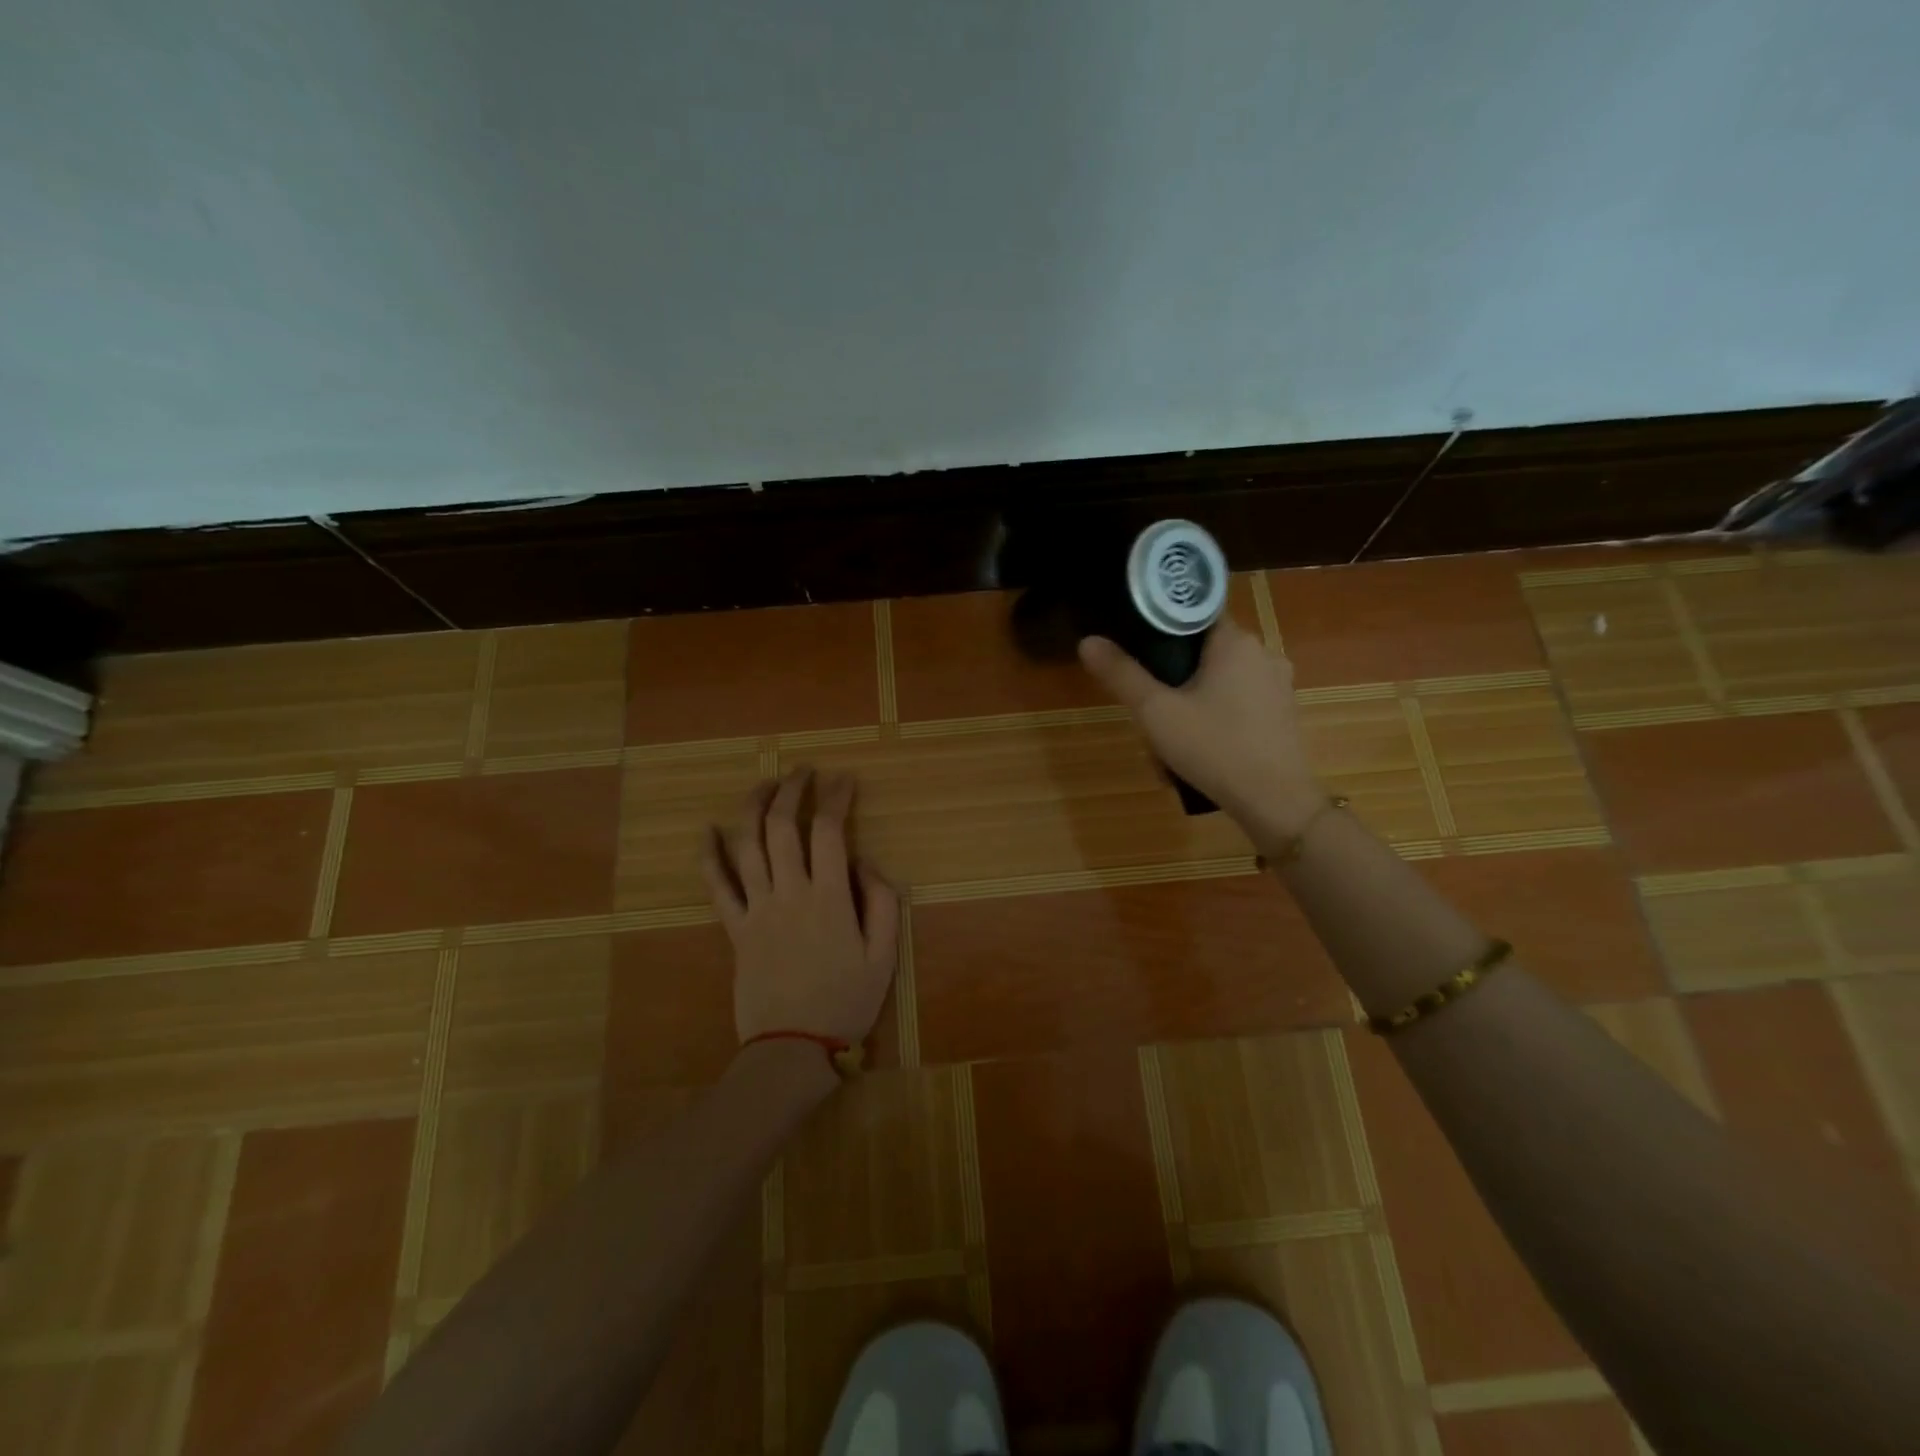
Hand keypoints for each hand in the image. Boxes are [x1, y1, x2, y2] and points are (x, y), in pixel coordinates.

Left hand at [701, 767, 901, 1047]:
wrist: (792, 1049)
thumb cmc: (845, 1002)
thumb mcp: (884, 956)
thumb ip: (882, 902)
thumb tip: (864, 861)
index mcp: (829, 898)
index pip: (829, 831)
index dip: (837, 798)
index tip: (845, 779)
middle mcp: (789, 893)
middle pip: (782, 826)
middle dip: (792, 789)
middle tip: (803, 771)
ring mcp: (756, 909)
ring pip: (747, 845)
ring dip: (753, 807)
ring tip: (764, 784)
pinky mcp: (734, 928)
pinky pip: (716, 886)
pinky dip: (709, 855)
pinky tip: (706, 830)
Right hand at [1079, 619, 1324, 846]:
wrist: (1275, 802)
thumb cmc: (1214, 748)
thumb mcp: (1156, 712)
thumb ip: (1121, 674)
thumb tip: (1087, 641)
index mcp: (1235, 641)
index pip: (1192, 613)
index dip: (1160, 628)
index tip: (1137, 652)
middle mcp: (1263, 653)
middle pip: (1203, 653)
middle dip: (1171, 680)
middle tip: (1149, 712)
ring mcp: (1278, 685)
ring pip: (1219, 682)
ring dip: (1190, 704)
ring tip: (1168, 741)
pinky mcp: (1283, 714)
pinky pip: (1238, 704)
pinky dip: (1215, 719)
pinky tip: (1199, 751)